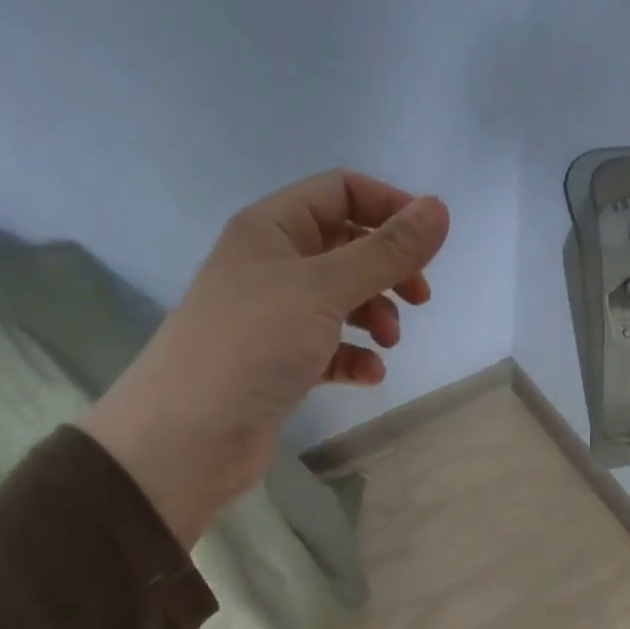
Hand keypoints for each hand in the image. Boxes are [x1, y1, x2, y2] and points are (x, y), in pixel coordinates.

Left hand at [83, 170, 449, 545]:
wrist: (189, 437)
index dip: (388, 208)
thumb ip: (385, 252)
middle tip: (418, 299)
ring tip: (388, 344)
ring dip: (375, 316)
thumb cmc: (252, 346)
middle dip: (387, 270)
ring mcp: (275, 318)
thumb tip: (440, 209)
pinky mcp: (281, 365)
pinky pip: (330, 349)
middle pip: (346, 248)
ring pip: (342, 301)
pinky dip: (354, 357)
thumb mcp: (323, 289)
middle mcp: (272, 266)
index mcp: (271, 229)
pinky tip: (368, 375)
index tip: (430, 243)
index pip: (340, 192)